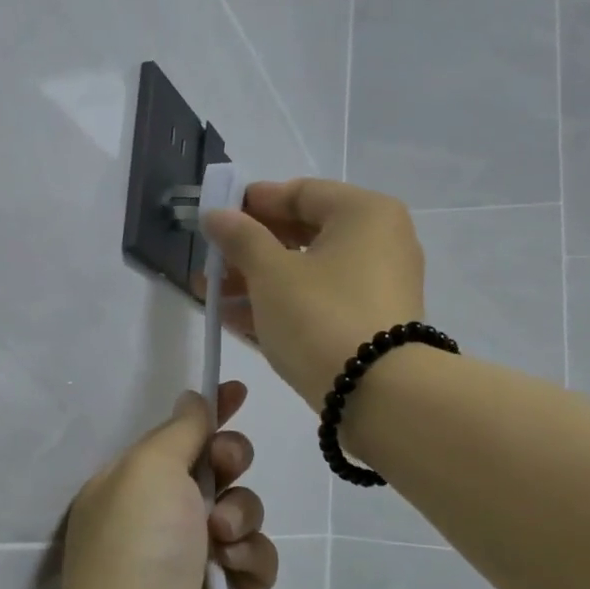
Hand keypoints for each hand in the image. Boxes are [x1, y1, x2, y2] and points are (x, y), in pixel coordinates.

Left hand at [50, 382, 277, 588]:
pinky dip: (251, 556)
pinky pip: (258, 557)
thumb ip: (179, 431)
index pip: (176, 436)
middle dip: (230, 459)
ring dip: (240, 512)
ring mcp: (196, 561)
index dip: (208, 413)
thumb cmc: (137, 548)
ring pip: (244, 510)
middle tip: (225, 466)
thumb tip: (192, 401)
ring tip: (220, 536)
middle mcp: (161, 520)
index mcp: (130, 487)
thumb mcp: (148, 469)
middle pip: (215, 469)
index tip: (238, 392)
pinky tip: (233, 570)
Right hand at [203, 179, 425, 411]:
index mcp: (364, 213)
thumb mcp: (270, 273)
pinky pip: (318, 302)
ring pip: (307, 272)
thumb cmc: (321, 315)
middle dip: (249, 248)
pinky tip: (235, 319)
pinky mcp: (371, 324)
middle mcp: (379, 241)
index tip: (216, 216)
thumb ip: (240, 238)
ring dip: (256, 281)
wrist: (379, 395)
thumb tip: (217, 215)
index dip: (253, 202)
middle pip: (302, 234)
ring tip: (210, 295)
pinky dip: (281, 305)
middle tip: (210, 260)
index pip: (301, 192)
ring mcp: (377, 286)